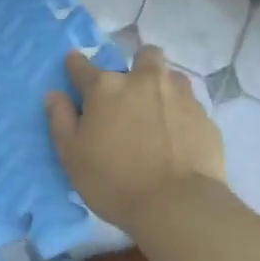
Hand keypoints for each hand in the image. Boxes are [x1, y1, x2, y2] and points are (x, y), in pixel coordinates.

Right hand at [45, 46, 226, 229]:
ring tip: (158, 115)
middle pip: (144, 55)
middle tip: (131, 95)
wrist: (177, 205)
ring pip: (172, 77)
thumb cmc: (114, 181)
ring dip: (163, 89)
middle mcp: (144, 81)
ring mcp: (180, 96)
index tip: (74, 67)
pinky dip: (181, 116)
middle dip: (137, 66)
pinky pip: (190, 106)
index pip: (82, 66)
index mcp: (107, 87)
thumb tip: (54, 94)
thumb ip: (61, 120)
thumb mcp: (72, 155)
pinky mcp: (205, 117)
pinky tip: (178, 139)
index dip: (76, 65)